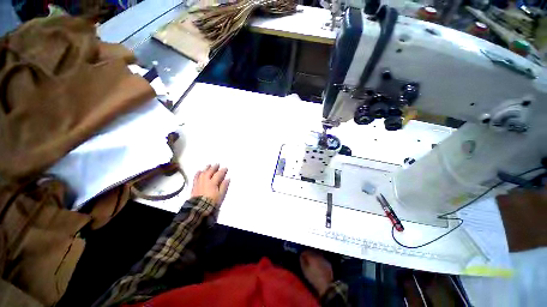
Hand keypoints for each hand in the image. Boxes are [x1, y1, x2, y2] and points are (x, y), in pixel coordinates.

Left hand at [191, 164, 229, 205]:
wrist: (199, 208)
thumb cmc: (212, 202)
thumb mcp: (220, 195)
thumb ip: (224, 186)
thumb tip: (227, 179)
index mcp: (213, 183)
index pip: (218, 174)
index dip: (222, 171)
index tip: (225, 168)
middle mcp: (205, 181)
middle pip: (210, 172)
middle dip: (214, 167)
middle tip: (217, 164)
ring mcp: (199, 183)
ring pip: (203, 173)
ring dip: (206, 168)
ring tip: (209, 165)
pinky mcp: (194, 186)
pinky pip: (196, 177)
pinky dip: (198, 173)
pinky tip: (199, 171)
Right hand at [300, 250, 333, 296]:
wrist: (326, 285)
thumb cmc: (314, 278)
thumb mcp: (305, 270)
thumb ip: (302, 261)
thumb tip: (301, 255)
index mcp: (312, 256)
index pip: (305, 251)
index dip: (303, 254)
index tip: (301, 256)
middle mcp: (318, 255)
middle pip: (312, 251)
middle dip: (308, 253)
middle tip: (306, 258)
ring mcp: (324, 258)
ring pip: (317, 254)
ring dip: (314, 255)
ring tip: (311, 261)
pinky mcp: (328, 263)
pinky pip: (322, 258)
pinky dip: (319, 259)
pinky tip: (318, 264)